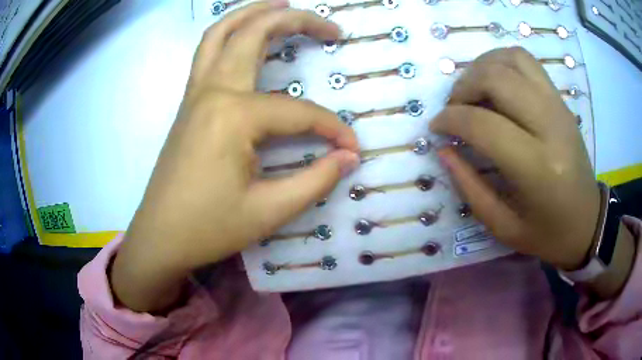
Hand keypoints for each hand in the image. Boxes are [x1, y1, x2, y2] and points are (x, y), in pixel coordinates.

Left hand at [111, 2, 359, 311]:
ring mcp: (195, 94)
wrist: (160, 237)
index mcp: (233, 117)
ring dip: (253, 13)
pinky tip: (246, 37)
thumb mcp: (269, 211)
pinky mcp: (188, 104)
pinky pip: (207, 53)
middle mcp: (212, 91)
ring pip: (221, 33)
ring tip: (283, 4)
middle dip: (296, 21)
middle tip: (329, 27)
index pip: (299, 114)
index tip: (351, 150)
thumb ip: (316, 180)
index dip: (331, 130)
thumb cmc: (208, 228)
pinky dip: (229, 34)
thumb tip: (349, 157)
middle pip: (254, 34)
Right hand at [430, 47, 599, 270]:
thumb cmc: (547, 233)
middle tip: (455, 108)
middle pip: (496, 78)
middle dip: (463, 86)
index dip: (450, 119)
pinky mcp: (561, 100)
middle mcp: (550, 126)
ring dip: (482, 67)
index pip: (483, 124)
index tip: (437, 127)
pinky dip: (502, 62)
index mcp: (537, 167)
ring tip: (473, 90)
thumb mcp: (503, 226)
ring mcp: (558, 107)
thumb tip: (443, 149)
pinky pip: (527, 62)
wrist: (587, 221)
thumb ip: (469, 187)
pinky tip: (495, 82)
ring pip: (512, 59)